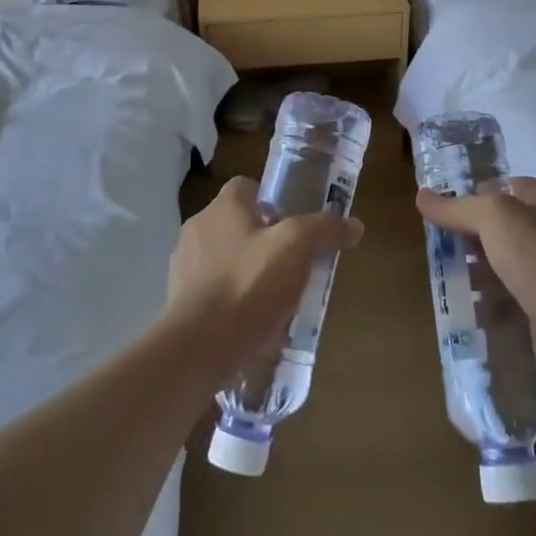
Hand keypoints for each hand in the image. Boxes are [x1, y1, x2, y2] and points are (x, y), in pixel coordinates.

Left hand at [165, 176, 363, 375]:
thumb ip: (324, 230)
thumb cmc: (248, 285)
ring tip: (278, 300)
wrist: (198, 348)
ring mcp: (185, 267)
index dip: (273, 200)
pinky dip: (234, 303)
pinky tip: (255, 325)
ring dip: (249, 273)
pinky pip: (214, 293)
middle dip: (264, 241)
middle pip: (238, 224)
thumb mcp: (297, 249)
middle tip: (294, 264)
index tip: (296, 225)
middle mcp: (198, 229)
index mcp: (222, 208)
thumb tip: (354, 225)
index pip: (247, 186)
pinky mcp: (181, 302)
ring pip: (226, 260)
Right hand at [415, 177, 535, 389]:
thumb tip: (422, 196)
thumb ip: (456, 207)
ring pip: (503, 264)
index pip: (507, 186)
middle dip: (471, 236)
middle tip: (438, 245)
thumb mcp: (492, 216)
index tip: (444, 207)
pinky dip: (489, 301)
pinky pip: (510, 297)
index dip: (476, 192)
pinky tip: (466, 307)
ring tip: (446, 278)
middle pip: (502, 227)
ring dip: (477, 271)